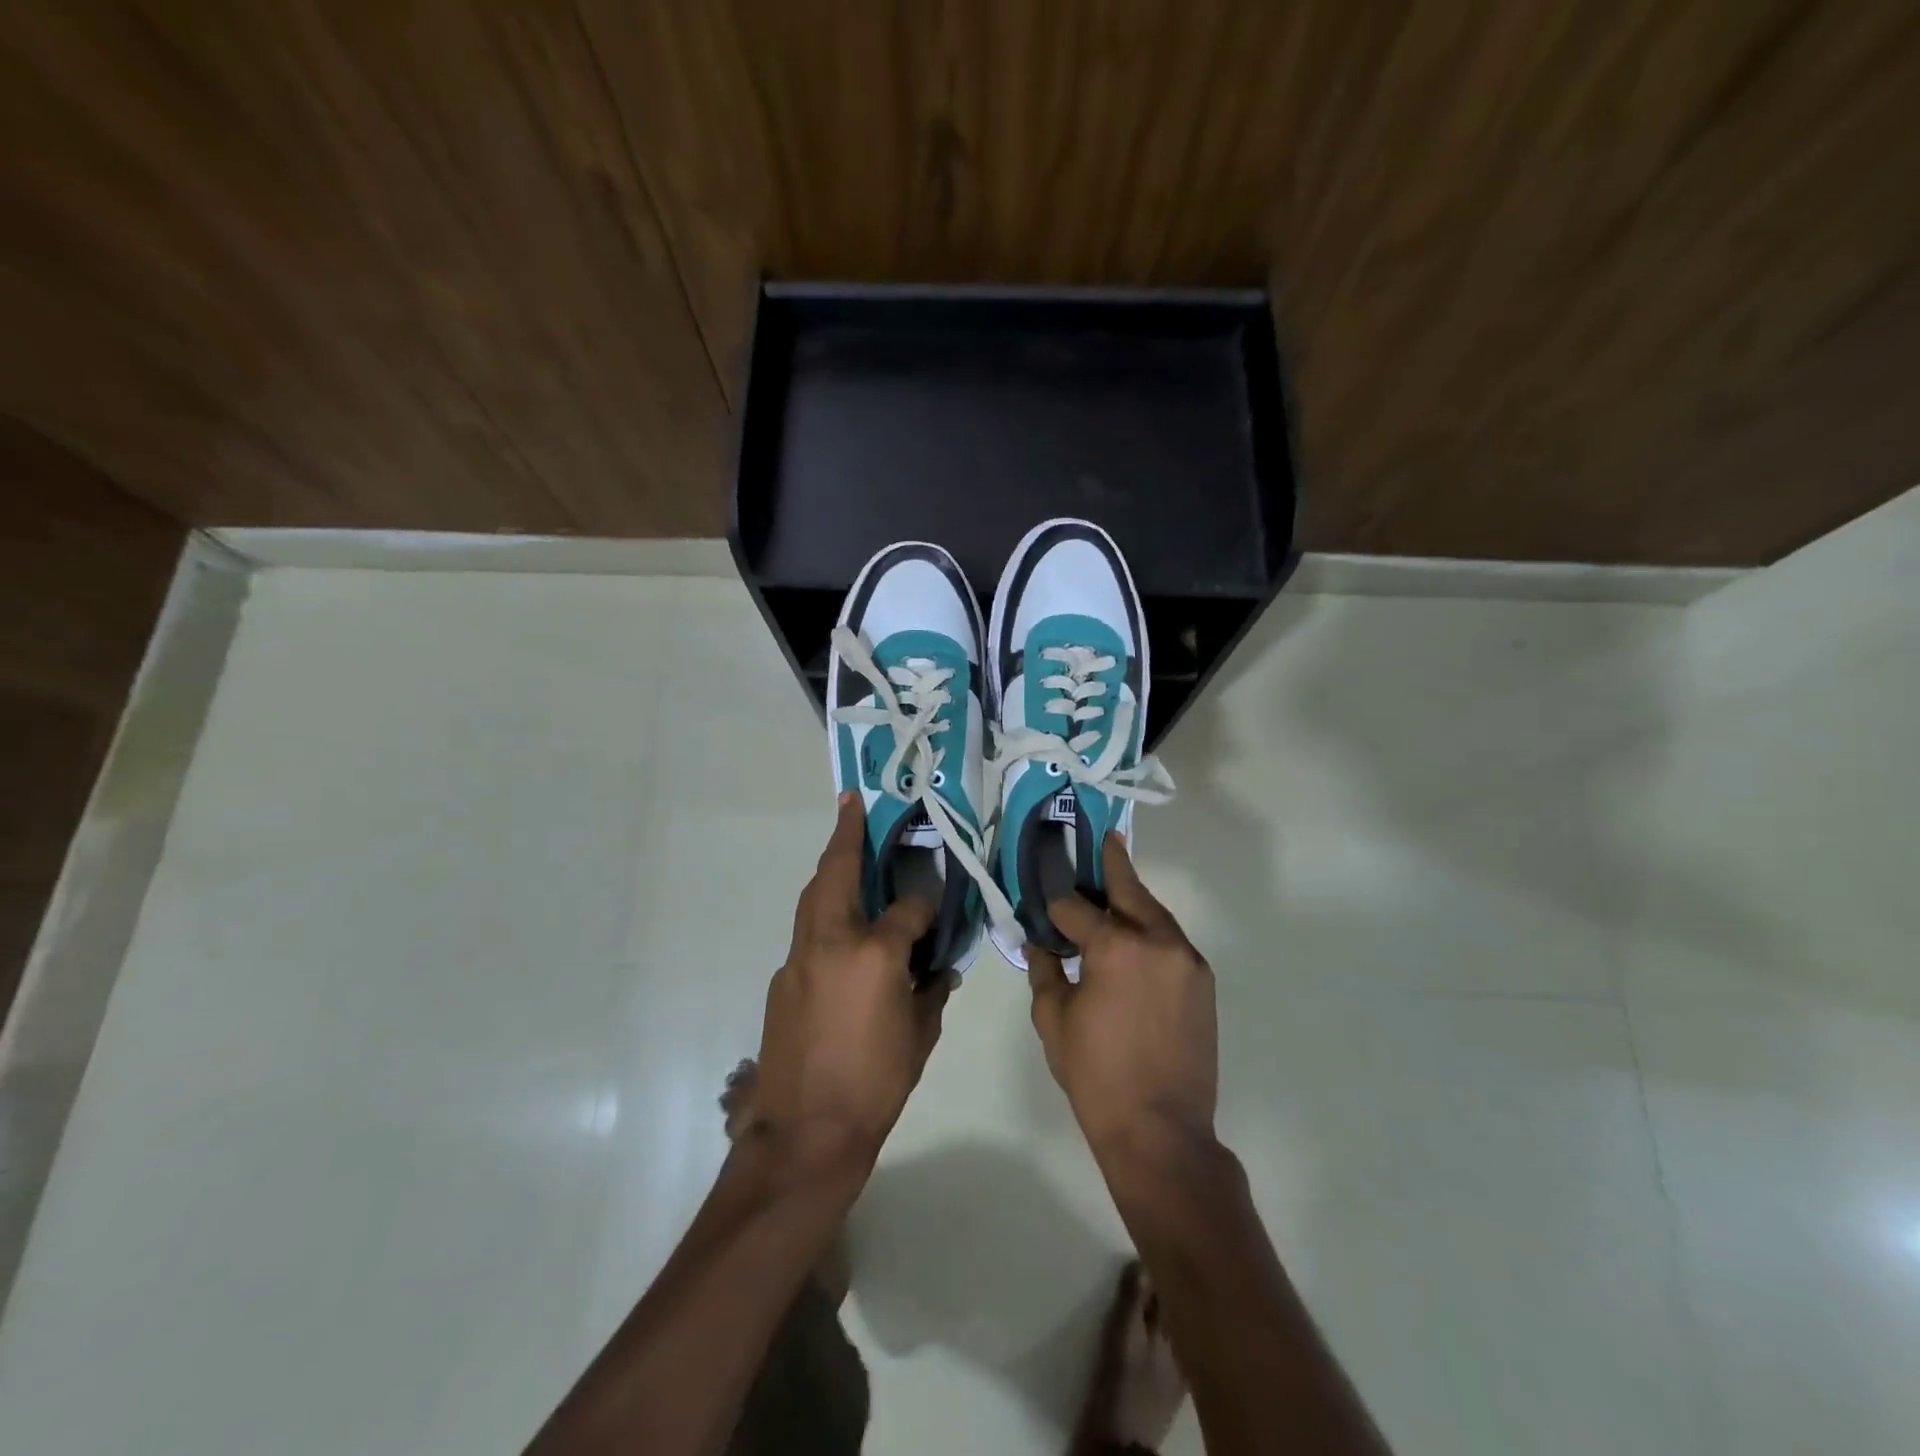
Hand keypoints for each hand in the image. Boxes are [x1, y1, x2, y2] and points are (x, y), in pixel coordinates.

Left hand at [749, 793, 949, 1170]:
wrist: (805, 1133)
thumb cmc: (874, 1084)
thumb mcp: (919, 1036)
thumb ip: (930, 991)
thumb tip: (937, 968)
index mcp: (874, 954)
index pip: (908, 908)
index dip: (926, 902)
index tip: (935, 900)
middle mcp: (831, 942)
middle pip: (837, 874)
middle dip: (846, 836)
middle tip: (852, 805)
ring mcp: (799, 958)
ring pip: (813, 898)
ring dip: (829, 870)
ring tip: (844, 850)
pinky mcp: (781, 979)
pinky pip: (806, 934)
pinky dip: (823, 916)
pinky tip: (839, 931)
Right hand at [1028, 834, 1217, 1163]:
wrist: (1162, 1130)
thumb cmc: (1096, 1076)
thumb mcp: (1054, 1020)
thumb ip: (1045, 971)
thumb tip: (1040, 944)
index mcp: (1115, 947)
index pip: (1076, 908)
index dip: (1056, 906)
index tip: (1044, 906)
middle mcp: (1157, 940)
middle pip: (1129, 890)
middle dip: (1112, 864)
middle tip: (1104, 839)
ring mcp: (1186, 959)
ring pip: (1155, 913)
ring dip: (1133, 900)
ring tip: (1114, 887)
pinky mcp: (1202, 980)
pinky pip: (1171, 941)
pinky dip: (1150, 930)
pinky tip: (1133, 938)